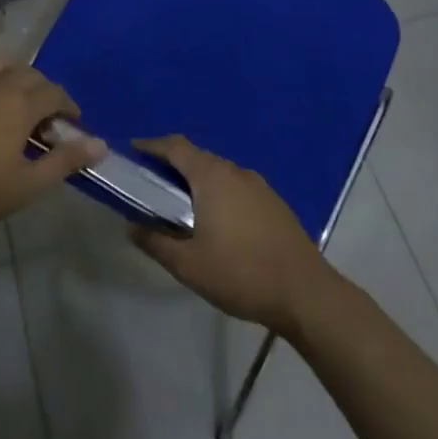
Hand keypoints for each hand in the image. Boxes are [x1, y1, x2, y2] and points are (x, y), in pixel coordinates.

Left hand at [0, 44, 103, 240]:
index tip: (71, 125)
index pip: (54, 94)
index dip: (68, 106)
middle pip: (29, 74)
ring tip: (17, 90)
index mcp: (20, 107)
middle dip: (44, 91)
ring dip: (14, 70)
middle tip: (44, 118)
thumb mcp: (26, 185)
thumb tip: (100, 144)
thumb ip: (64, 161)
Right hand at [130, 135, 333, 331]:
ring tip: (180, 206)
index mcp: (212, 177)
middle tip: (151, 185)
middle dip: (172, 165)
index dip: (151, 145)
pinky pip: (237, 187)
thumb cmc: (240, 273)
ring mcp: (259, 186)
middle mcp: (235, 171)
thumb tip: (131, 226)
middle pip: (197, 157)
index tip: (133, 151)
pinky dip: (219, 193)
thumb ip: (155, 242)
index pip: (175, 146)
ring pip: (219, 173)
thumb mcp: (188, 265)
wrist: (305, 293)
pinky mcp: (274, 203)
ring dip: (197, 181)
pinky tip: (216, 221)